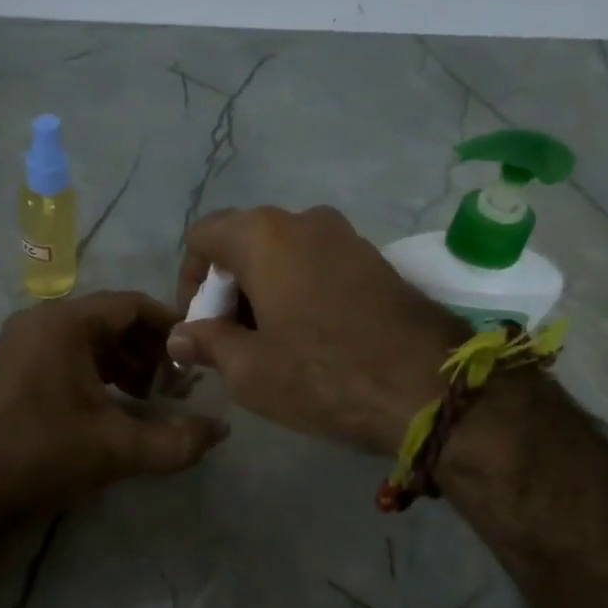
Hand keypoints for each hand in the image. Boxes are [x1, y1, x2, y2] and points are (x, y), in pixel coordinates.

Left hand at [0, 291, 230, 516]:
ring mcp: (25, 342)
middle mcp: (43, 320)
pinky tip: (118, 405)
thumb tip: (221, 430)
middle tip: (176, 385)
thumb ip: (177, 440)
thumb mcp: (118, 449)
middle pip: (112, 320)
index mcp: (65, 323)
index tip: (196, 356)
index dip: (171, 327)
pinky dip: (100, 372)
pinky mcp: (18, 366)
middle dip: (150, 350)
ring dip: (126, 362)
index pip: (132, 305)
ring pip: (92, 338)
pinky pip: (71, 354)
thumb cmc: (44, 454)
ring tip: (150, 398)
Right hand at [169, 207, 467, 454]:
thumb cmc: (322, 374)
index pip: (203, 237)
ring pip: (283, 254)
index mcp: (264, 235)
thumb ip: (206, 342)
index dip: (188, 281)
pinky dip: (298, 291)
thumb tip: (180, 335)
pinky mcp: (375, 259)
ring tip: (268, 343)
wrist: (427, 387)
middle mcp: (304, 220)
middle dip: (227, 289)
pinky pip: (317, 264)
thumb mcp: (248, 369)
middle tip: (229, 340)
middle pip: (243, 243)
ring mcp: (346, 236)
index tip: (198, 326)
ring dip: (263, 291)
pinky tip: (308, 336)